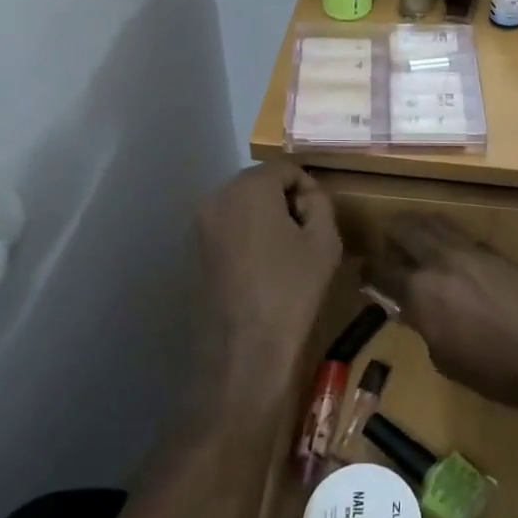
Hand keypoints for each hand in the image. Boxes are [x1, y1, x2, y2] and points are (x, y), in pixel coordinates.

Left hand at [195, 164, 341, 410]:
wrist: (243, 350)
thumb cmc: (291, 290)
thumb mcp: (325, 241)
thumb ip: (320, 203)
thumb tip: (307, 195)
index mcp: (248, 187)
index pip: (285, 168)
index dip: (308, 188)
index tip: (320, 219)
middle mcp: (216, 197)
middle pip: (259, 184)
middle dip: (284, 201)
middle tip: (305, 234)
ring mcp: (199, 225)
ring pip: (241, 207)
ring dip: (264, 219)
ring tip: (284, 253)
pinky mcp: (192, 251)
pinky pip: (226, 229)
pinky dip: (245, 237)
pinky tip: (260, 268)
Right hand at [366, 214, 517, 413]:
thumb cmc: (490, 370)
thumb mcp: (442, 357)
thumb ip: (423, 325)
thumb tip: (413, 310)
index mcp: (420, 290)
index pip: (381, 270)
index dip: (368, 272)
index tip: (364, 274)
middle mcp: (440, 260)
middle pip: (405, 229)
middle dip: (391, 235)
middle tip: (389, 248)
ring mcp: (470, 250)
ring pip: (435, 223)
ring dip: (420, 228)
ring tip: (417, 242)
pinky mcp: (495, 251)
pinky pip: (462, 236)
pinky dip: (448, 240)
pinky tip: (454, 257)